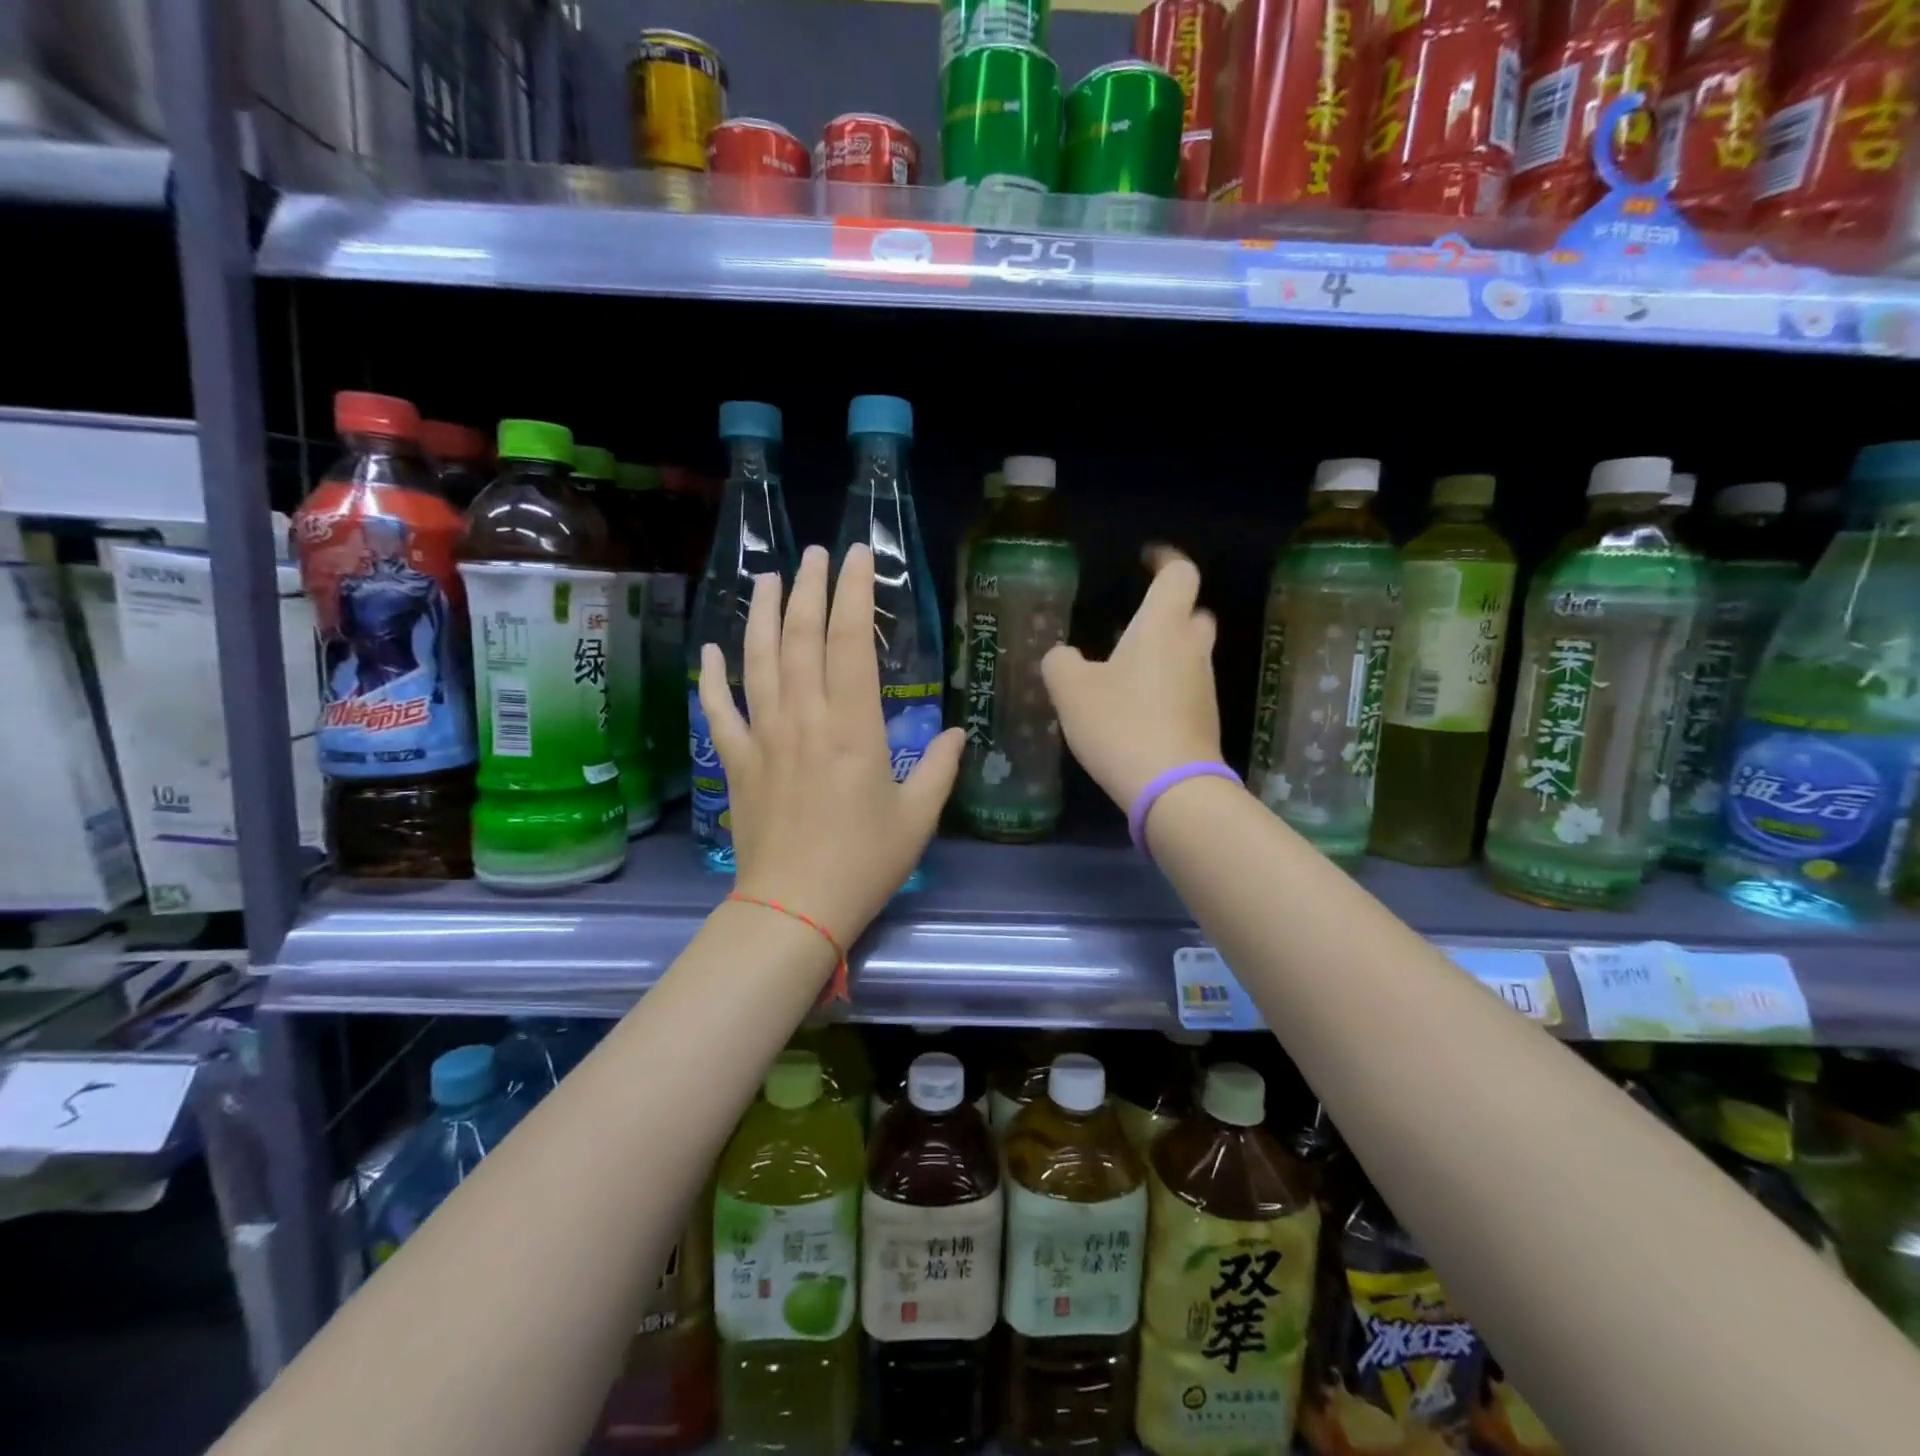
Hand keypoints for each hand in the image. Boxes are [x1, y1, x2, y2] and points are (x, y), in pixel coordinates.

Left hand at [698, 543, 962, 953]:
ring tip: (767, 579)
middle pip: (801, 638)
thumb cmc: (864, 862)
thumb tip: (957, 733)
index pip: (851, 642)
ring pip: (758, 662)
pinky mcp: (737, 762)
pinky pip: (718, 710)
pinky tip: (712, 649)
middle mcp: (804, 719)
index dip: (854, 594)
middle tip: (814, 553)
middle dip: (808, 588)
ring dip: (762, 615)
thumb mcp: (918, 817)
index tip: (857, 558)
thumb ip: (939, 768)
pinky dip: (712, 677)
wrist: (794, 908)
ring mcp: (764, 738)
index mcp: (852, 727)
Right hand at [1042, 546, 1222, 811]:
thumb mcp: (1071, 690)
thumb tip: (1064, 656)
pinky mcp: (1204, 719)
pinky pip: (1185, 686)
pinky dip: (1165, 684)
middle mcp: (1191, 648)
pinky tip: (1134, 706)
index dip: (1164, 560)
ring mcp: (1203, 685)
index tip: (1145, 559)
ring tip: (1123, 667)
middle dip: (1169, 610)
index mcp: (1162, 626)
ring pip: (1189, 652)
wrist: (1172, 787)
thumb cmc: (1120, 724)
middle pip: (1193, 612)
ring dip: (1164, 651)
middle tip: (1134, 621)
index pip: (1179, 574)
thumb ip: (1061, 662)